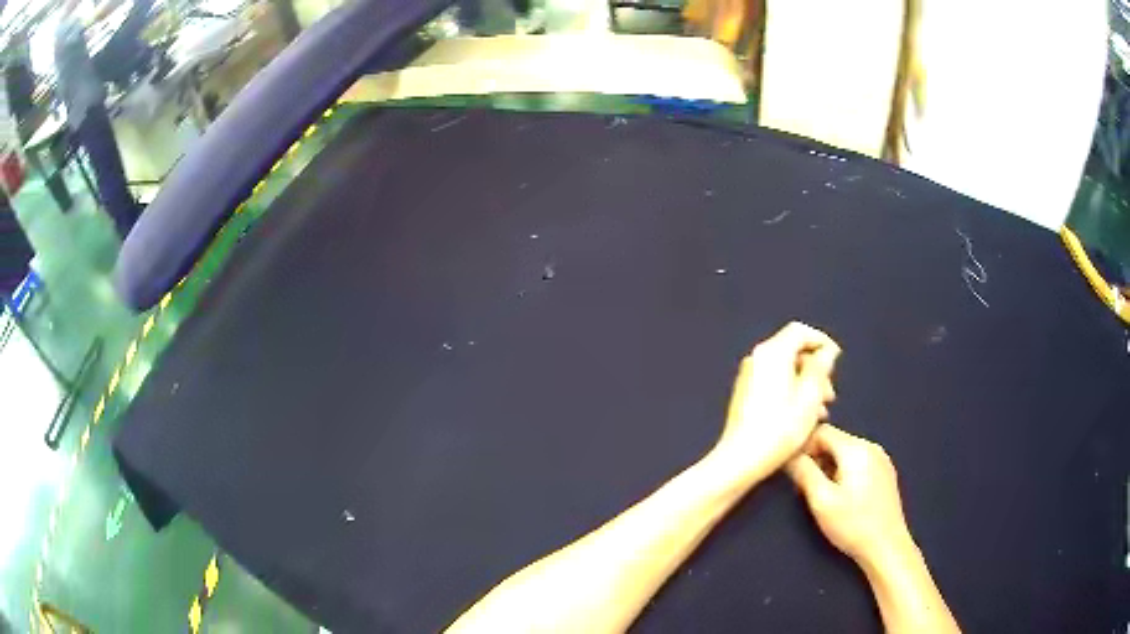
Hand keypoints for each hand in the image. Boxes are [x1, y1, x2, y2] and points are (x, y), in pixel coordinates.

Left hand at [711, 322, 840, 482]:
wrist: (741, 458)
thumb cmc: (781, 428)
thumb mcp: (811, 396)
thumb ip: (821, 367)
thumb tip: (826, 351)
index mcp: (772, 352)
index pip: (801, 331)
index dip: (822, 342)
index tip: (837, 360)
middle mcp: (757, 358)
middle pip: (793, 351)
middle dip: (816, 370)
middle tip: (830, 395)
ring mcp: (748, 376)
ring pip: (785, 370)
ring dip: (806, 385)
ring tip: (820, 411)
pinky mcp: (745, 394)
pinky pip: (774, 383)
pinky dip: (792, 393)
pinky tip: (802, 417)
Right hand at [787, 424, 913, 567]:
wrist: (887, 546)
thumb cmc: (853, 524)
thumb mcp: (821, 501)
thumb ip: (804, 473)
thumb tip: (791, 456)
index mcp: (856, 449)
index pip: (823, 430)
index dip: (804, 446)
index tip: (793, 470)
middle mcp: (871, 447)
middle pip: (835, 441)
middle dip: (817, 459)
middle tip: (806, 487)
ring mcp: (881, 460)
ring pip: (846, 453)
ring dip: (830, 468)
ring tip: (823, 496)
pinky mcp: (885, 474)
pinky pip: (859, 463)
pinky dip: (845, 474)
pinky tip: (843, 498)